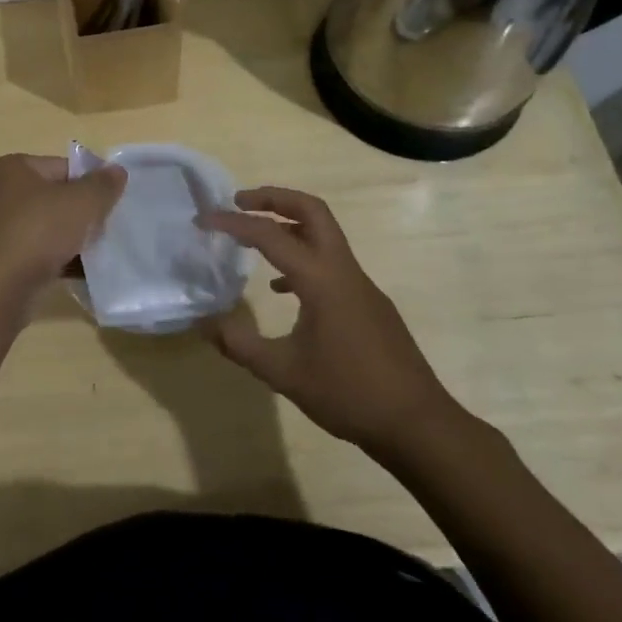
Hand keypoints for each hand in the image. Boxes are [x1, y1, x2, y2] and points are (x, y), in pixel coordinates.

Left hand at [0, 154, 126, 303]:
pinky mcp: (4, 259)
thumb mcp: (81, 203)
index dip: (92, 184)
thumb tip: (117, 171)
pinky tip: (85, 272)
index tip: (112, 204)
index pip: (64, 167)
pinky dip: (62, 259)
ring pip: (50, 227)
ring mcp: (0, 228)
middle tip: (108, 228)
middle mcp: (1, 193)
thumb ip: (103, 185)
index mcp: (13, 168)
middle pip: (57, 197)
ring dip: (75, 239)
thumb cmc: (38, 233)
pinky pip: (41, 252)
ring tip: (100, 252)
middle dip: (84, 214)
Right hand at [199, 187, 453, 450]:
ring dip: (289, 225)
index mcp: (321, 279)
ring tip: (253, 238)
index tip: (204, 220)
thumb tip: (204, 323)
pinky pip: (331, 262)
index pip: (270, 235)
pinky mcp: (369, 302)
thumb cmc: (348, 393)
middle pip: (312, 210)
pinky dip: (303, 258)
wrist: (416, 423)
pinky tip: (282, 290)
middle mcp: (343, 270)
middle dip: (273, 198)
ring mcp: (361, 285)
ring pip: (324, 234)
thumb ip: (240, 345)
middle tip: (239, 202)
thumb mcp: (284, 373)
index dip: (233, 223)